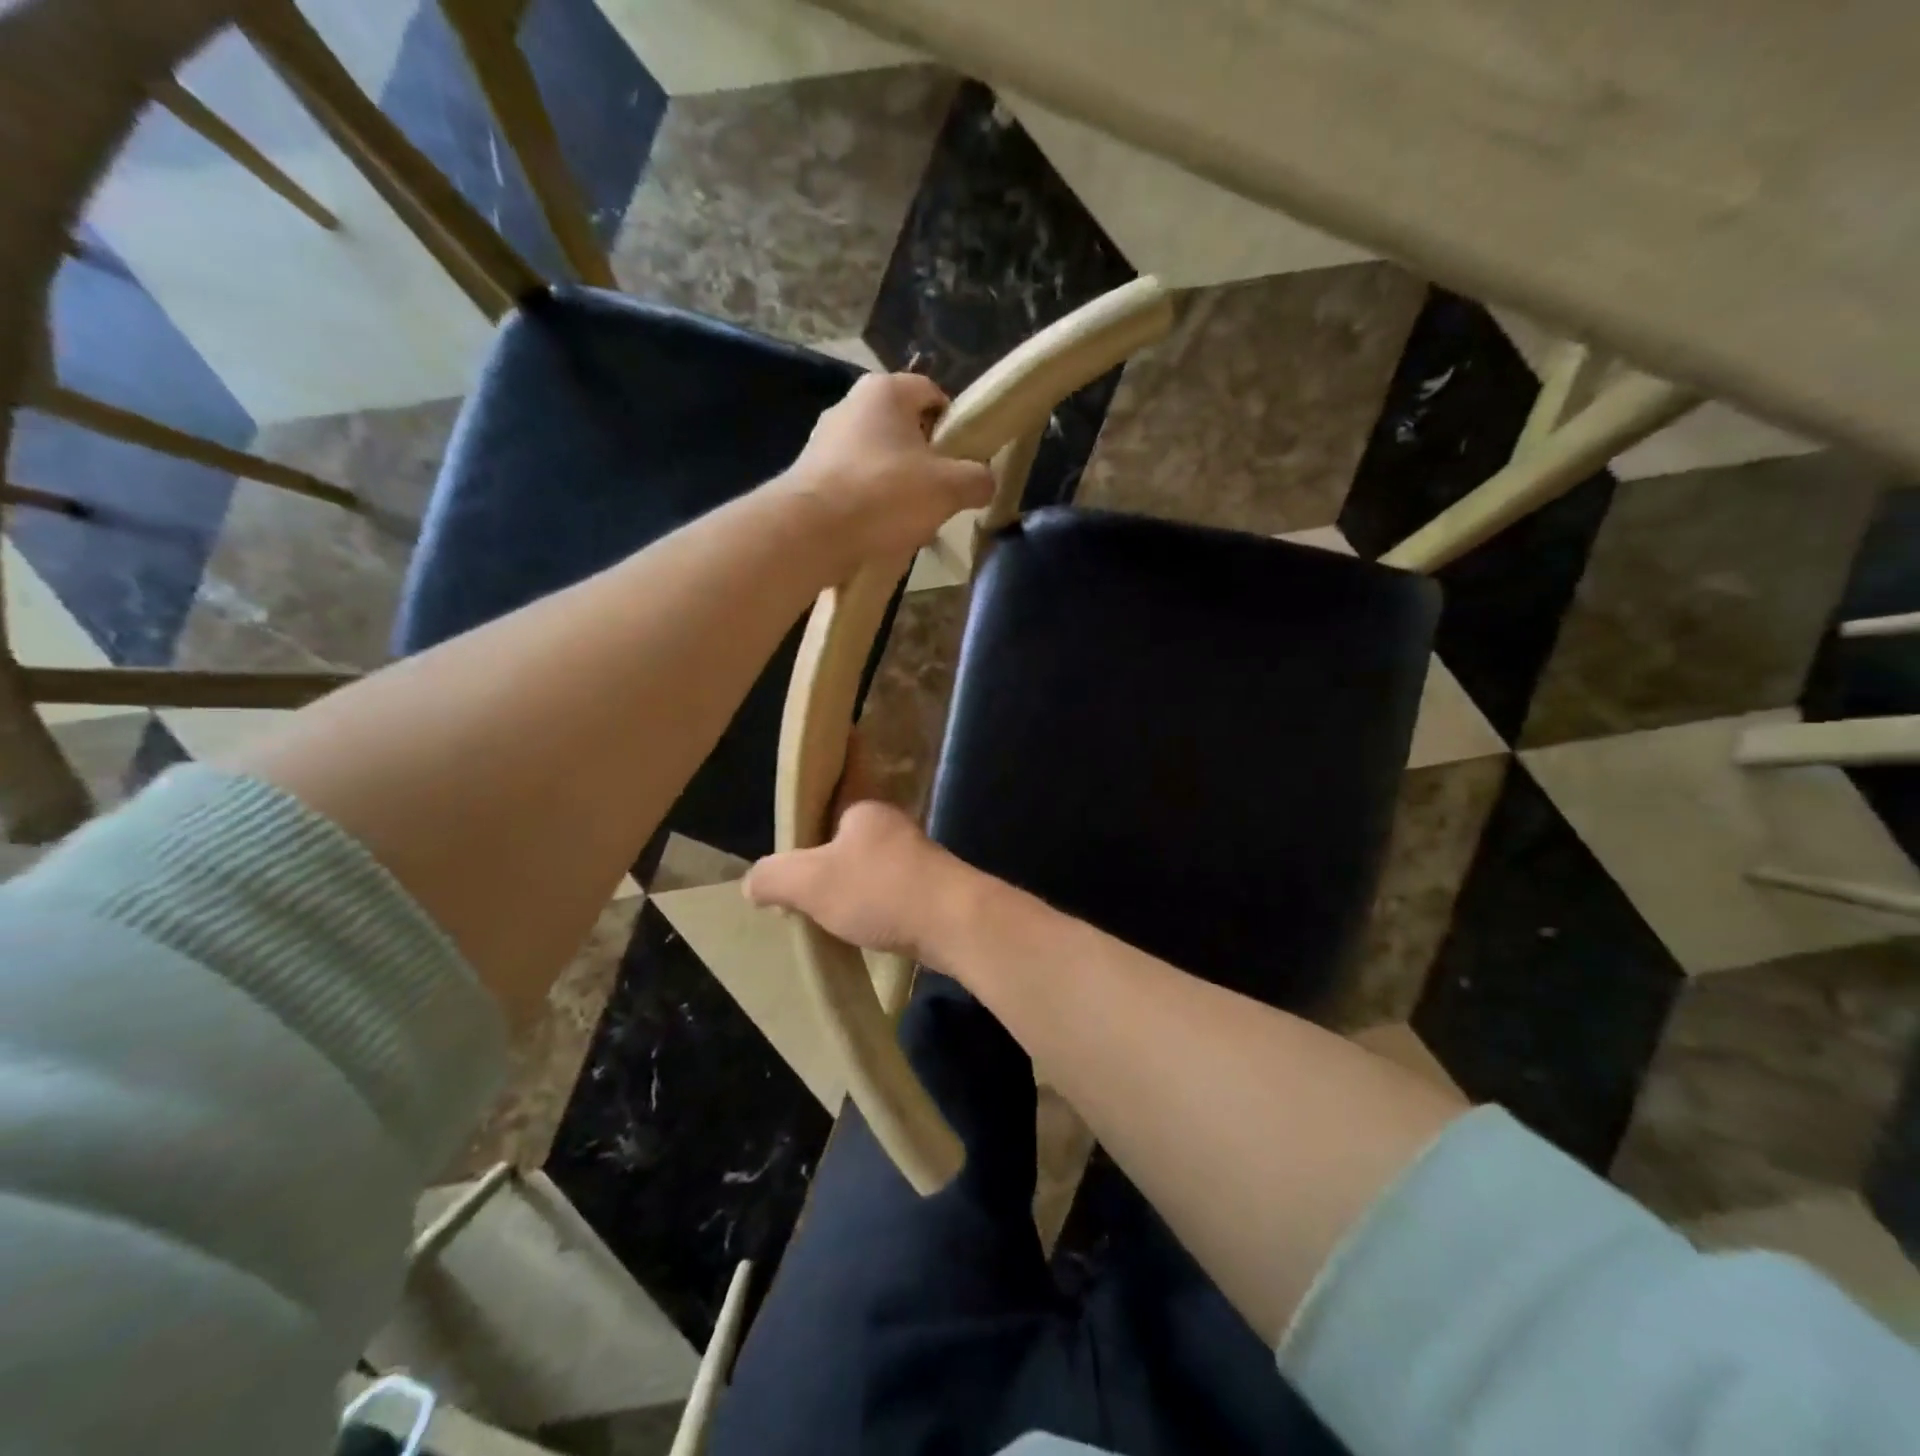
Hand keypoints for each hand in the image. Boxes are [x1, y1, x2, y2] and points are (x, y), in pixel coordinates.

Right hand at [744, 800, 975, 963]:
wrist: (954, 922)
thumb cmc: (879, 890)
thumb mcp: (810, 881)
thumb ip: (774, 877)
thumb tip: (752, 883)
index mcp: (864, 810)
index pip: (826, 807)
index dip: (803, 832)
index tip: (789, 862)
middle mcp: (892, 826)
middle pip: (845, 842)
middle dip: (824, 867)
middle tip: (800, 897)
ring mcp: (916, 858)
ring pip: (869, 870)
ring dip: (850, 891)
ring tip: (827, 917)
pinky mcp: (932, 889)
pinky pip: (889, 894)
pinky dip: (873, 909)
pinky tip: (861, 930)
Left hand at [777, 373, 993, 568]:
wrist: (811, 532)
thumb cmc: (884, 494)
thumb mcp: (949, 488)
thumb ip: (977, 479)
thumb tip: (984, 481)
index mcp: (884, 390)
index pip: (932, 393)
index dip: (955, 426)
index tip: (963, 461)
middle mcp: (850, 405)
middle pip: (904, 429)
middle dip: (926, 462)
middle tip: (940, 495)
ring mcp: (824, 440)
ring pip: (879, 460)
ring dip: (898, 487)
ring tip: (909, 521)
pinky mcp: (810, 475)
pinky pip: (853, 484)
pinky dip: (869, 504)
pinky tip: (879, 532)